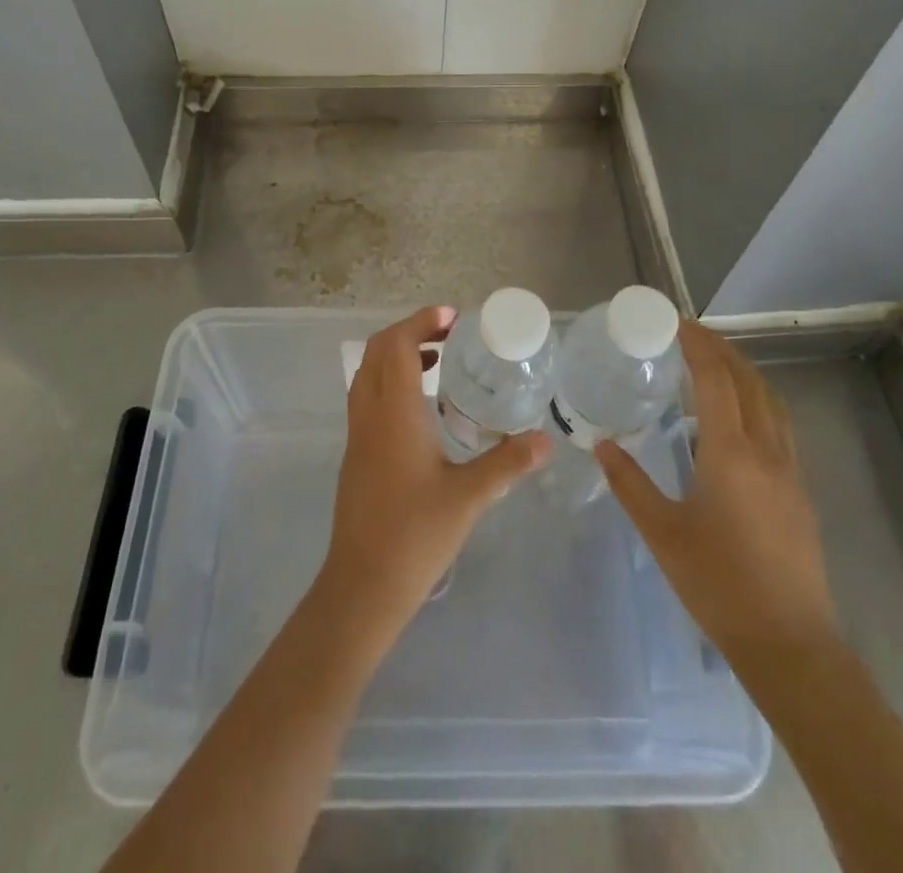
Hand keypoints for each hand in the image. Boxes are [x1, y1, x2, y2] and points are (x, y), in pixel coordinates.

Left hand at [318, 306, 551, 641]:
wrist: (363, 585)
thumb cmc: (415, 535)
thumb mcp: (469, 497)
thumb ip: (507, 462)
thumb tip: (546, 439)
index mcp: (394, 413)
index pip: (397, 345)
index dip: (422, 322)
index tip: (453, 317)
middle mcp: (369, 414)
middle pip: (377, 351)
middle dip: (410, 330)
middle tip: (449, 332)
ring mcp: (357, 433)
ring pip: (368, 373)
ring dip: (397, 354)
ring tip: (439, 359)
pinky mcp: (356, 453)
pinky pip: (367, 396)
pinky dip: (389, 380)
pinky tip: (421, 406)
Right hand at [597, 320, 836, 658]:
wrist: (789, 643)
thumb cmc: (718, 584)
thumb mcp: (662, 532)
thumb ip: (630, 483)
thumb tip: (602, 444)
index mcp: (731, 453)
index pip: (716, 379)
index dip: (697, 344)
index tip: (676, 322)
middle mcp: (766, 450)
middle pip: (749, 381)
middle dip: (722, 349)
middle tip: (691, 333)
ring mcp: (790, 470)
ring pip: (772, 401)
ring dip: (745, 372)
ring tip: (716, 363)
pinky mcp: (800, 491)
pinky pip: (781, 425)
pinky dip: (759, 400)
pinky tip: (740, 417)